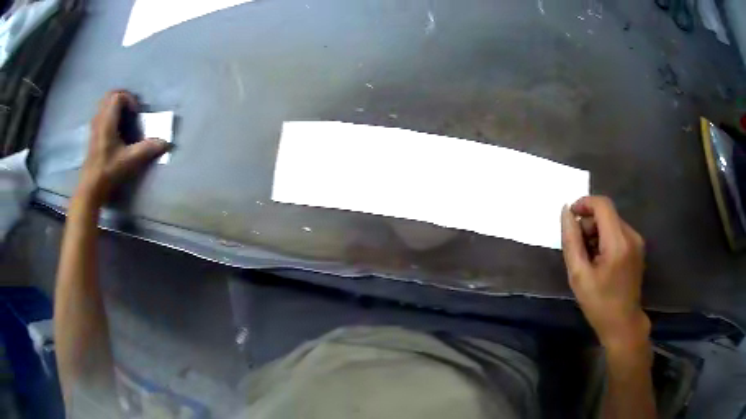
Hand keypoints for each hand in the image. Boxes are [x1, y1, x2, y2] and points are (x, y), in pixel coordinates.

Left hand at [77, 90, 168, 204]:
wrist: (91, 187)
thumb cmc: (108, 171)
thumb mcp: (129, 160)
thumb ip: (147, 149)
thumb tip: (166, 143)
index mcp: (107, 121)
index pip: (118, 96)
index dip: (130, 99)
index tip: (136, 113)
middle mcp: (99, 119)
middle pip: (110, 96)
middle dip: (123, 98)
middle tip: (132, 110)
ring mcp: (94, 126)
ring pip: (104, 104)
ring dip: (116, 106)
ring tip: (125, 119)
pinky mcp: (93, 135)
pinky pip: (102, 114)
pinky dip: (110, 115)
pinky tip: (116, 129)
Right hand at [561, 196, 649, 351]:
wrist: (623, 323)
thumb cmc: (599, 304)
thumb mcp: (578, 275)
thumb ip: (571, 241)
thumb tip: (565, 212)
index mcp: (618, 242)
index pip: (602, 205)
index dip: (584, 204)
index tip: (570, 218)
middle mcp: (631, 235)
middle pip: (607, 213)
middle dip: (588, 223)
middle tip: (577, 247)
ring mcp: (637, 241)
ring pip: (612, 222)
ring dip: (596, 232)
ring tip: (588, 257)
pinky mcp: (638, 247)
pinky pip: (618, 232)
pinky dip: (606, 238)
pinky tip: (600, 260)